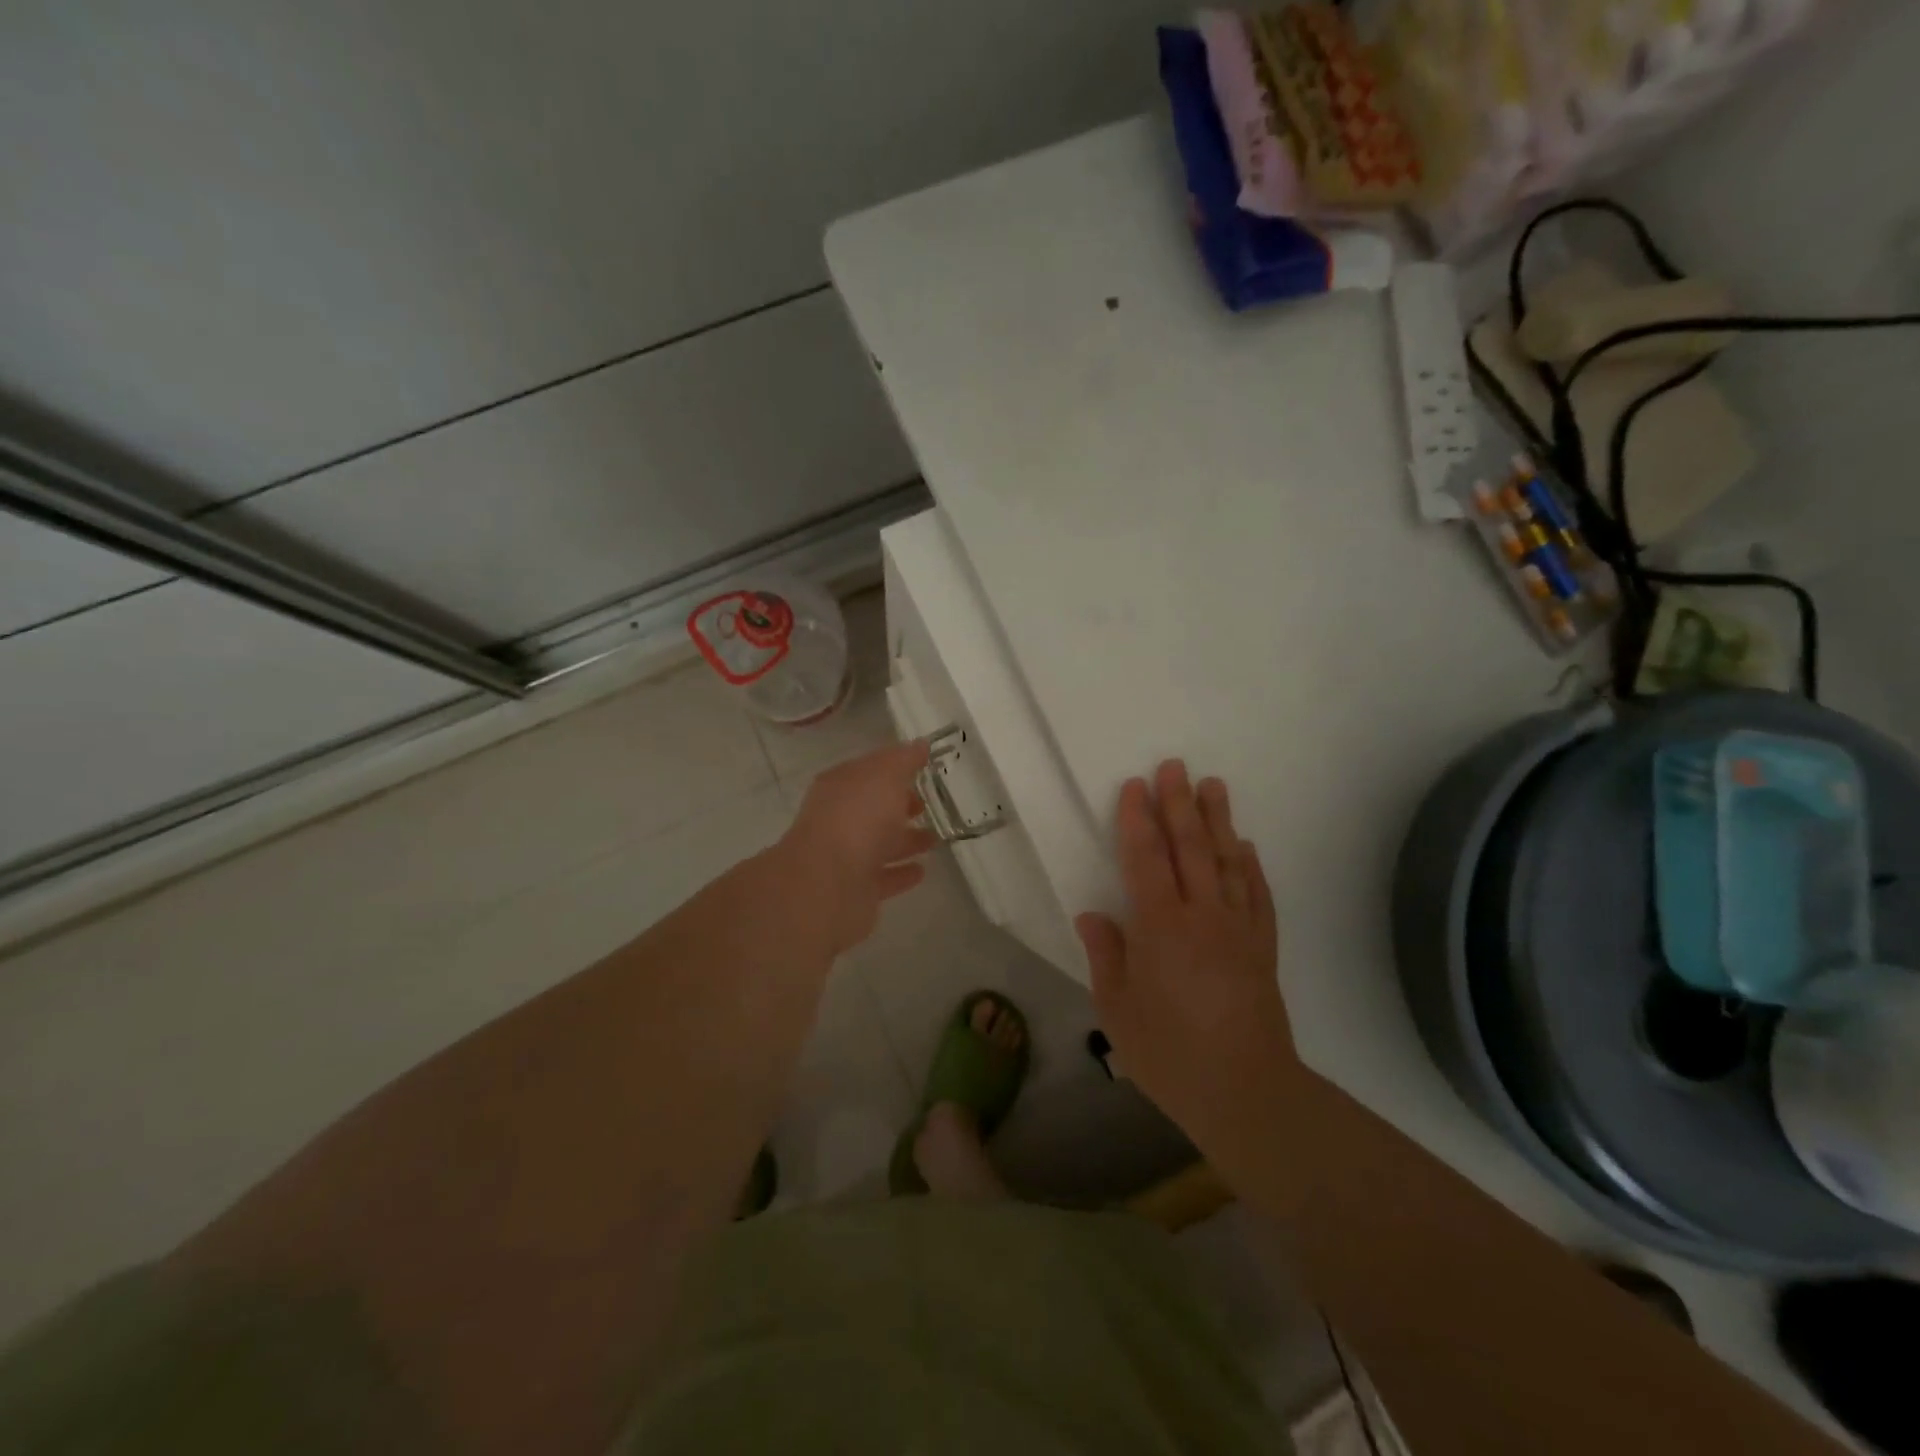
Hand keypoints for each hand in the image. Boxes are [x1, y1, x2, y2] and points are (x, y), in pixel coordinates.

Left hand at [779, 739, 938, 952]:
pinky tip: (922, 871)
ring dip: (905, 840)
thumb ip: (904, 760)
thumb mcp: (885, 776)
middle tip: (928, 804)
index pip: (868, 770)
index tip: (922, 768)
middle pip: (873, 808)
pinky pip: (883, 877)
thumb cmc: (857, 819)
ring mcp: (845, 856)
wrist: (828, 884)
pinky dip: (901, 873)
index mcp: (840, 786)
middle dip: (899, 804)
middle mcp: (839, 818)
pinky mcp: (855, 890)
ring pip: (879, 843)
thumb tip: (920, 744)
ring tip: (935, 839)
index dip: (894, 767)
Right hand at [1075, 761, 1292, 1143]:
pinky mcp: (1263, 948)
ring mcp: (1238, 929)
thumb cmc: (1169, 1053)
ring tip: (1214, 786)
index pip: (1146, 859)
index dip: (1138, 820)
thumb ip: (1107, 956)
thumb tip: (1093, 915)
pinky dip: (1250, 867)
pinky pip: (1257, 896)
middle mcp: (1202, 916)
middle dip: (1179, 804)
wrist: (1245, 1092)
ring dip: (1218, 821)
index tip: (1135, 787)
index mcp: (1160, 927)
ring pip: (1226, 862)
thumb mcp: (1117, 1010)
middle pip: (1189, 848)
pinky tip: (1245, 847)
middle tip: (1175, 766)